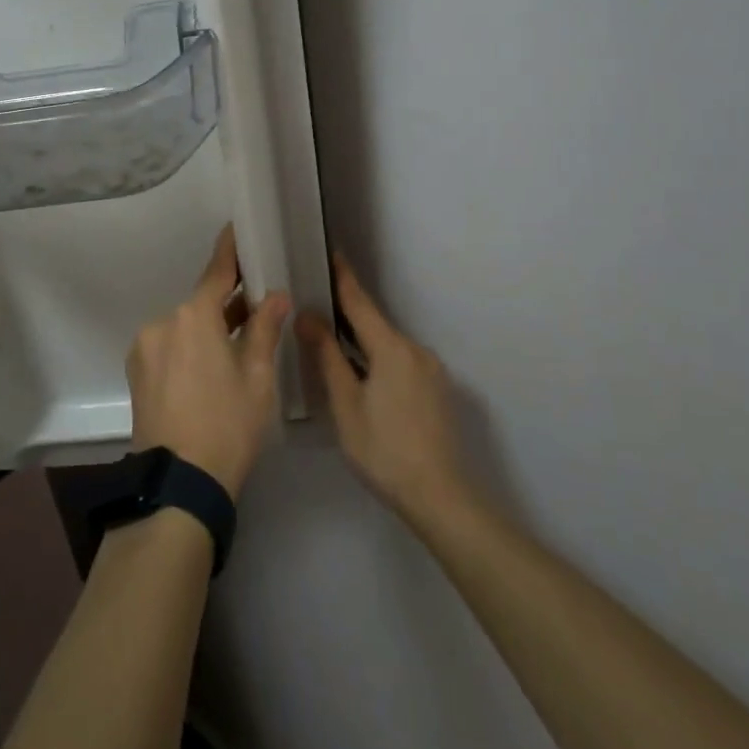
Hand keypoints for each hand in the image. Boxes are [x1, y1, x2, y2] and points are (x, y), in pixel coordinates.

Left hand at [128, 225, 290, 497]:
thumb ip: (265, 330)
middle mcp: (162, 323)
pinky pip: (169, 346)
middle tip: (258, 305)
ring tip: (237, 346)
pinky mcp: (137, 372)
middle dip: (227, 303)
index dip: (229, 251)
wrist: (179, 484)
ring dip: (208, 329)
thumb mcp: (257, 378)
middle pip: (200, 303)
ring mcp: (144, 348)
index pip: (216, 273)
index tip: (235, 229)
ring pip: (184, 326)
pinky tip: (209, 369)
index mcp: (193, 317)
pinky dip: (190, 347)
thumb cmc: (228, 426)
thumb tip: (276, 296)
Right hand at [297, 255, 471, 526]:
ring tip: (334, 344)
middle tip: (317, 305)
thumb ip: (327, 356)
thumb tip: (307, 315)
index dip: (343, 277)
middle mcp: (416, 349)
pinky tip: (364, 376)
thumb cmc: (383, 450)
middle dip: (348, 314)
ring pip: (388, 344)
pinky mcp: (437, 389)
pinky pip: (401, 361)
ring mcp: (431, 370)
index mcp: (392, 348)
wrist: (441, 497)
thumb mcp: (345, 404)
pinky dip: (379, 359)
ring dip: (363, 341)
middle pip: (375, 323)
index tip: (330, 251)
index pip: (360, 302)